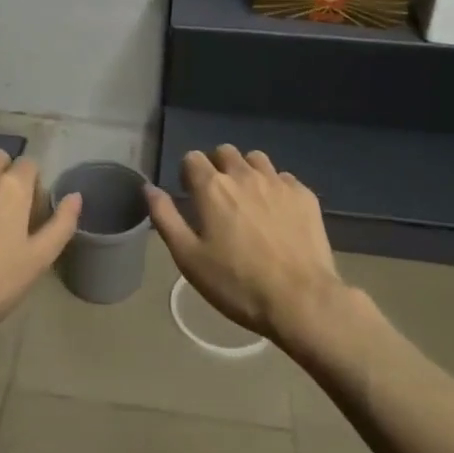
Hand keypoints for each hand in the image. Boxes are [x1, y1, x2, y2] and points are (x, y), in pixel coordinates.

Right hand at [145, 145, 347, 343]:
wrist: (300, 300)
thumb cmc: (236, 283)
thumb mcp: (188, 258)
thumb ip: (165, 217)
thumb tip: (149, 188)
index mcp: (212, 187)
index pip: (192, 158)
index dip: (188, 174)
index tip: (191, 196)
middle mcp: (244, 175)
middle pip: (225, 152)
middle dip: (217, 167)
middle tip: (218, 198)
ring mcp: (278, 183)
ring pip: (256, 159)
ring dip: (247, 171)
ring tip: (248, 200)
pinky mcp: (304, 195)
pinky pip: (284, 178)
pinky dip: (275, 187)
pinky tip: (277, 213)